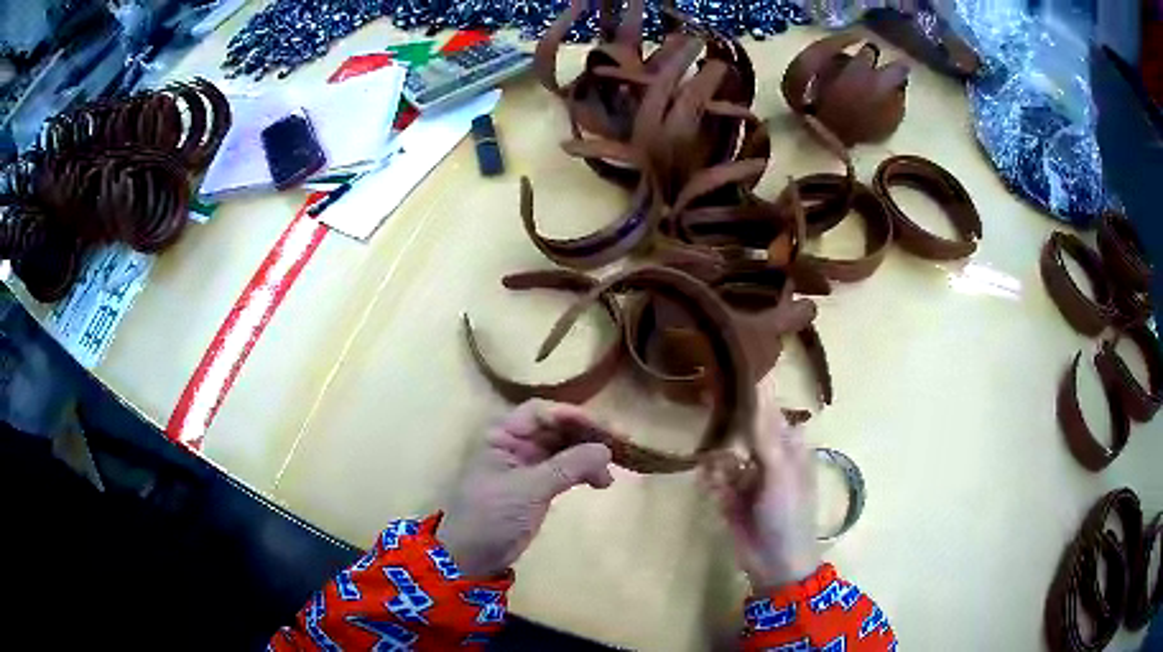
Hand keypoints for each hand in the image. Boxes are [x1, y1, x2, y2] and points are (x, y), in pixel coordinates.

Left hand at [439, 400, 615, 577]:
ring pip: (565, 447)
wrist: (473, 556)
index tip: (605, 429)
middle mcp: (516, 443)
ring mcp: (528, 464)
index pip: (542, 412)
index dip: (574, 416)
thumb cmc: (492, 515)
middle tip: (620, 445)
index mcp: (502, 434)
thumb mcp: (528, 489)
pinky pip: (567, 468)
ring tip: (610, 474)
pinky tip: (602, 482)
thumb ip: (567, 467)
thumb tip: (606, 450)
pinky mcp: (538, 485)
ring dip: (590, 455)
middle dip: (588, 434)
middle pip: (557, 427)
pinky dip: (584, 472)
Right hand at [703, 401, 819, 592]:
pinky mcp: (730, 497)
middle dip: (727, 425)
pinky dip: (712, 480)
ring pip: (725, 454)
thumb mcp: (780, 469)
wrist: (775, 561)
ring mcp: (748, 478)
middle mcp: (769, 457)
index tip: (727, 374)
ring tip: (719, 471)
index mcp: (789, 446)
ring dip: (718, 459)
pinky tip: (714, 490)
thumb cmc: (788, 511)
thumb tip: (761, 382)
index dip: (751, 393)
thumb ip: (765, 430)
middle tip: (703, 406)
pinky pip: (714, 479)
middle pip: (744, 430)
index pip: (769, 410)